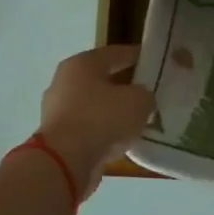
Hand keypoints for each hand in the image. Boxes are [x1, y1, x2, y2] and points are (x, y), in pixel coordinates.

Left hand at [37, 45, 157, 197]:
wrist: (66, 161)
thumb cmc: (102, 118)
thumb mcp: (139, 101)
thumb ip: (145, 94)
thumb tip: (141, 98)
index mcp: (82, 63)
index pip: (116, 53)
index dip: (138, 56)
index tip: (156, 63)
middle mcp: (65, 82)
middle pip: (102, 79)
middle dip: (125, 85)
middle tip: (149, 93)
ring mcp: (58, 110)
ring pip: (94, 105)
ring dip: (114, 111)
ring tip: (138, 119)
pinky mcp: (58, 136)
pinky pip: (88, 127)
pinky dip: (104, 130)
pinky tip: (122, 138)